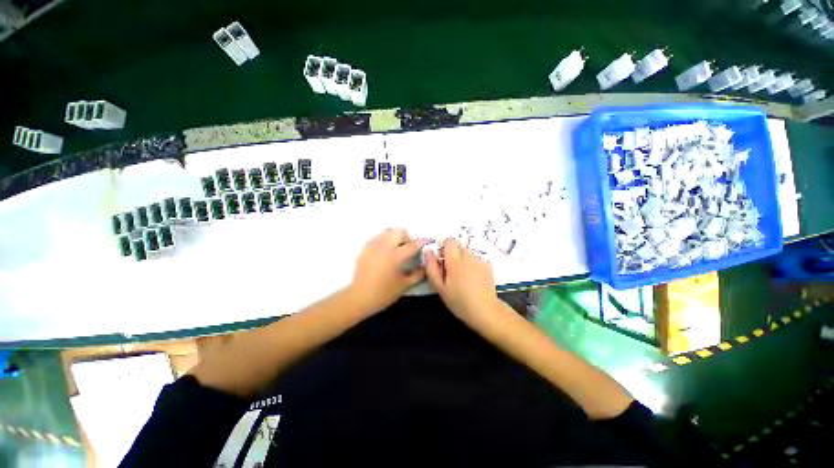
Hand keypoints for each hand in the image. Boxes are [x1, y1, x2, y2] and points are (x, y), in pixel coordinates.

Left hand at [348, 228, 426, 315]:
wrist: (359, 297)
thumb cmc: (383, 293)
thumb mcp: (405, 285)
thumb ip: (418, 275)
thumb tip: (426, 266)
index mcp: (395, 257)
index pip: (412, 245)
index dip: (422, 242)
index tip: (428, 241)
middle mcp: (384, 247)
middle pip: (399, 232)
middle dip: (407, 237)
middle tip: (409, 247)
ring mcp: (373, 246)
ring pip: (387, 232)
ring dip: (395, 237)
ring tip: (397, 248)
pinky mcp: (365, 248)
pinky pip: (378, 237)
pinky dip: (385, 240)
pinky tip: (385, 251)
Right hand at [424, 239, 501, 330]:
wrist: (484, 310)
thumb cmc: (459, 301)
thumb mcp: (440, 287)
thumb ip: (432, 267)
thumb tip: (428, 251)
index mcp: (455, 261)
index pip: (450, 241)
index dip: (444, 247)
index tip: (442, 259)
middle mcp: (469, 256)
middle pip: (459, 245)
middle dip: (453, 253)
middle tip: (451, 269)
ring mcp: (480, 260)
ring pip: (468, 252)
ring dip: (463, 258)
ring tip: (463, 275)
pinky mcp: (488, 265)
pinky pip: (476, 258)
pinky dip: (472, 263)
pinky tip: (473, 277)